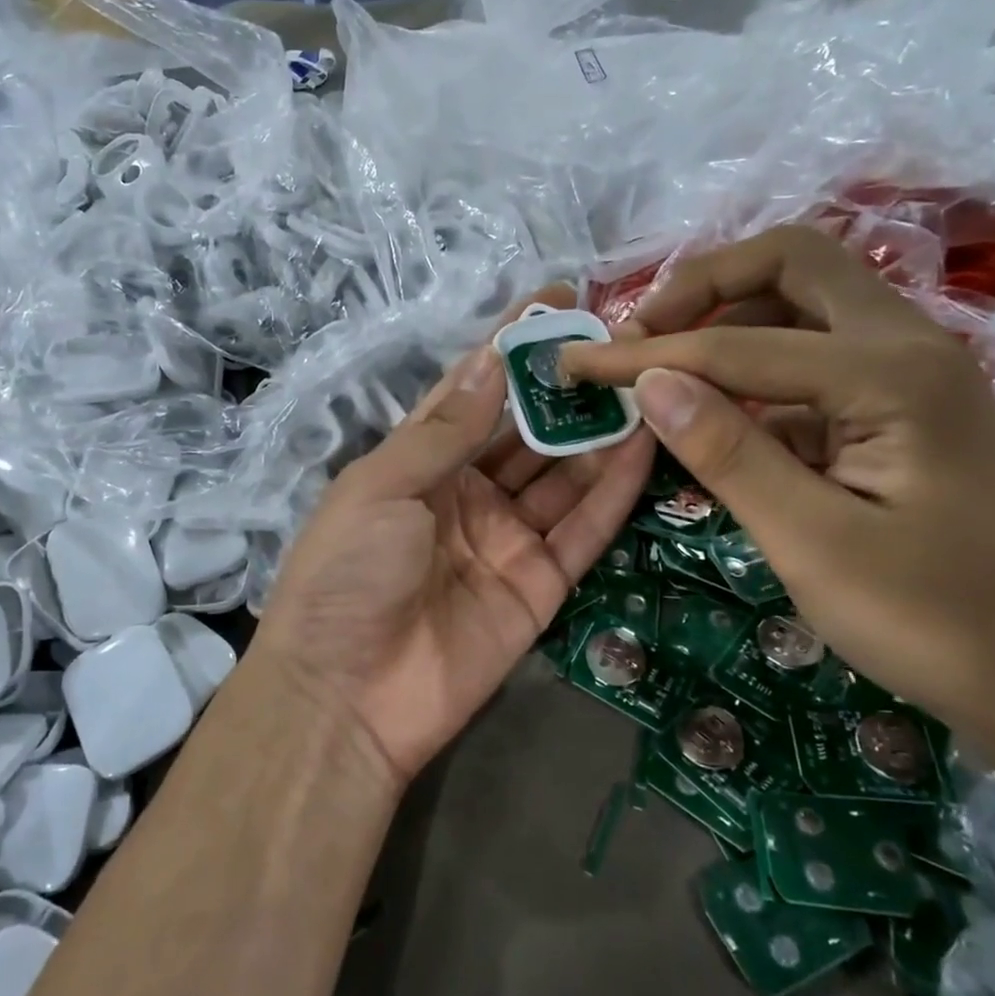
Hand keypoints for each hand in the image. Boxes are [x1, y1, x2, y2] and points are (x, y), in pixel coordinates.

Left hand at [251, 335, 655, 785]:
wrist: (345, 698)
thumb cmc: (346, 574)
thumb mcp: (382, 487)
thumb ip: (445, 429)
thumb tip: (490, 358)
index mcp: (418, 463)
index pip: (473, 390)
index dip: (512, 345)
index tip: (558, 297)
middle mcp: (465, 493)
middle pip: (526, 430)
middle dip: (568, 387)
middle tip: (624, 340)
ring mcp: (506, 538)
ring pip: (563, 475)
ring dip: (601, 431)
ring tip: (649, 380)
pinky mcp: (540, 585)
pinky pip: (583, 529)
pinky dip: (614, 489)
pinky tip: (647, 442)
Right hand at [561, 225, 994, 744]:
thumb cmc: (936, 621)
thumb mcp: (813, 543)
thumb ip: (728, 452)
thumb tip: (649, 381)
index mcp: (890, 374)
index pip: (735, 344)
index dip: (644, 353)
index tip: (575, 365)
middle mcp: (907, 347)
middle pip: (791, 265)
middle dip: (702, 288)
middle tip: (638, 336)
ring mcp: (910, 375)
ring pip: (805, 304)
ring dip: (726, 320)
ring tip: (660, 367)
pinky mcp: (901, 409)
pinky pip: (814, 359)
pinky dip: (753, 369)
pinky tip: (715, 415)